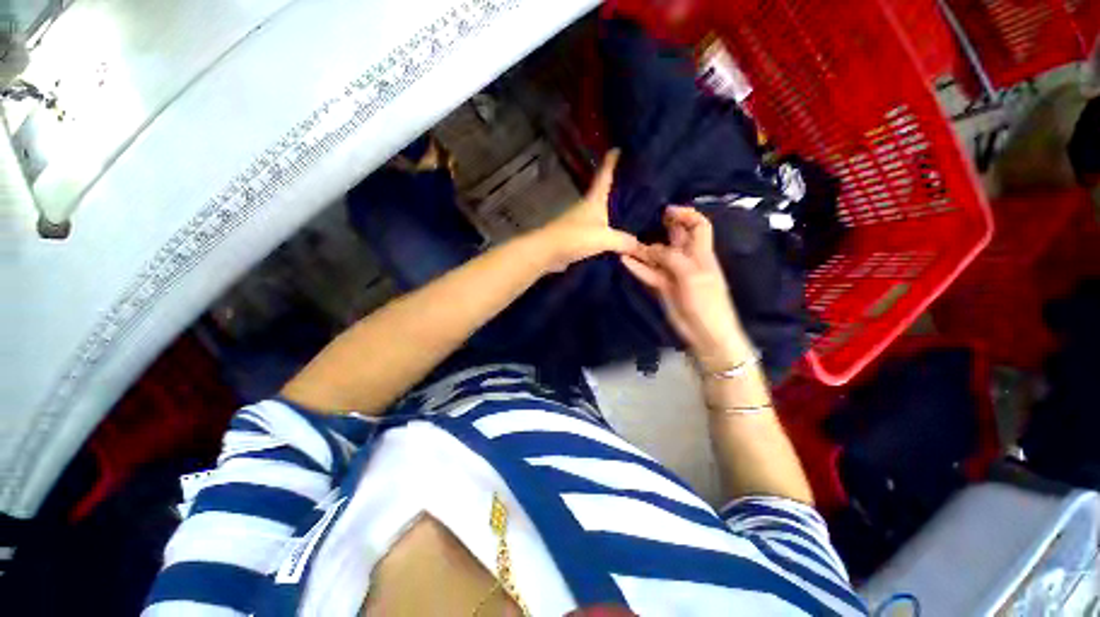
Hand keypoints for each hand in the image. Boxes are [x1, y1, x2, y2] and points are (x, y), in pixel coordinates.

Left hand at [534, 150, 641, 271]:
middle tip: (636, 186)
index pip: (604, 175)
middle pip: (603, 193)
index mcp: (594, 199)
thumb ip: (623, 241)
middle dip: (616, 189)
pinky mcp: (577, 237)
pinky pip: (597, 232)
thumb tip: (639, 246)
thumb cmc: (575, 237)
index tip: (617, 149)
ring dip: (612, 213)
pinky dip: (606, 232)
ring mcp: (580, 222)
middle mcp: (587, 207)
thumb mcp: (603, 238)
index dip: (610, 162)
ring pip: (600, 213)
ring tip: (631, 214)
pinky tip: (616, 238)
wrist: (548, 252)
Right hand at [621, 206, 752, 370]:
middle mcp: (686, 260)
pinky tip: (624, 260)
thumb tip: (649, 248)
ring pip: (656, 256)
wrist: (705, 333)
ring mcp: (672, 274)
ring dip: (642, 249)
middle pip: (674, 238)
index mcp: (701, 253)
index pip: (698, 226)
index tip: (667, 209)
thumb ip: (671, 258)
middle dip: (661, 227)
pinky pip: (648, 273)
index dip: (686, 214)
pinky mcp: (661, 287)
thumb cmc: (706, 302)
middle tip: (641, 220)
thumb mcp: (692, 275)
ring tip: (625, 241)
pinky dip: (637, 267)